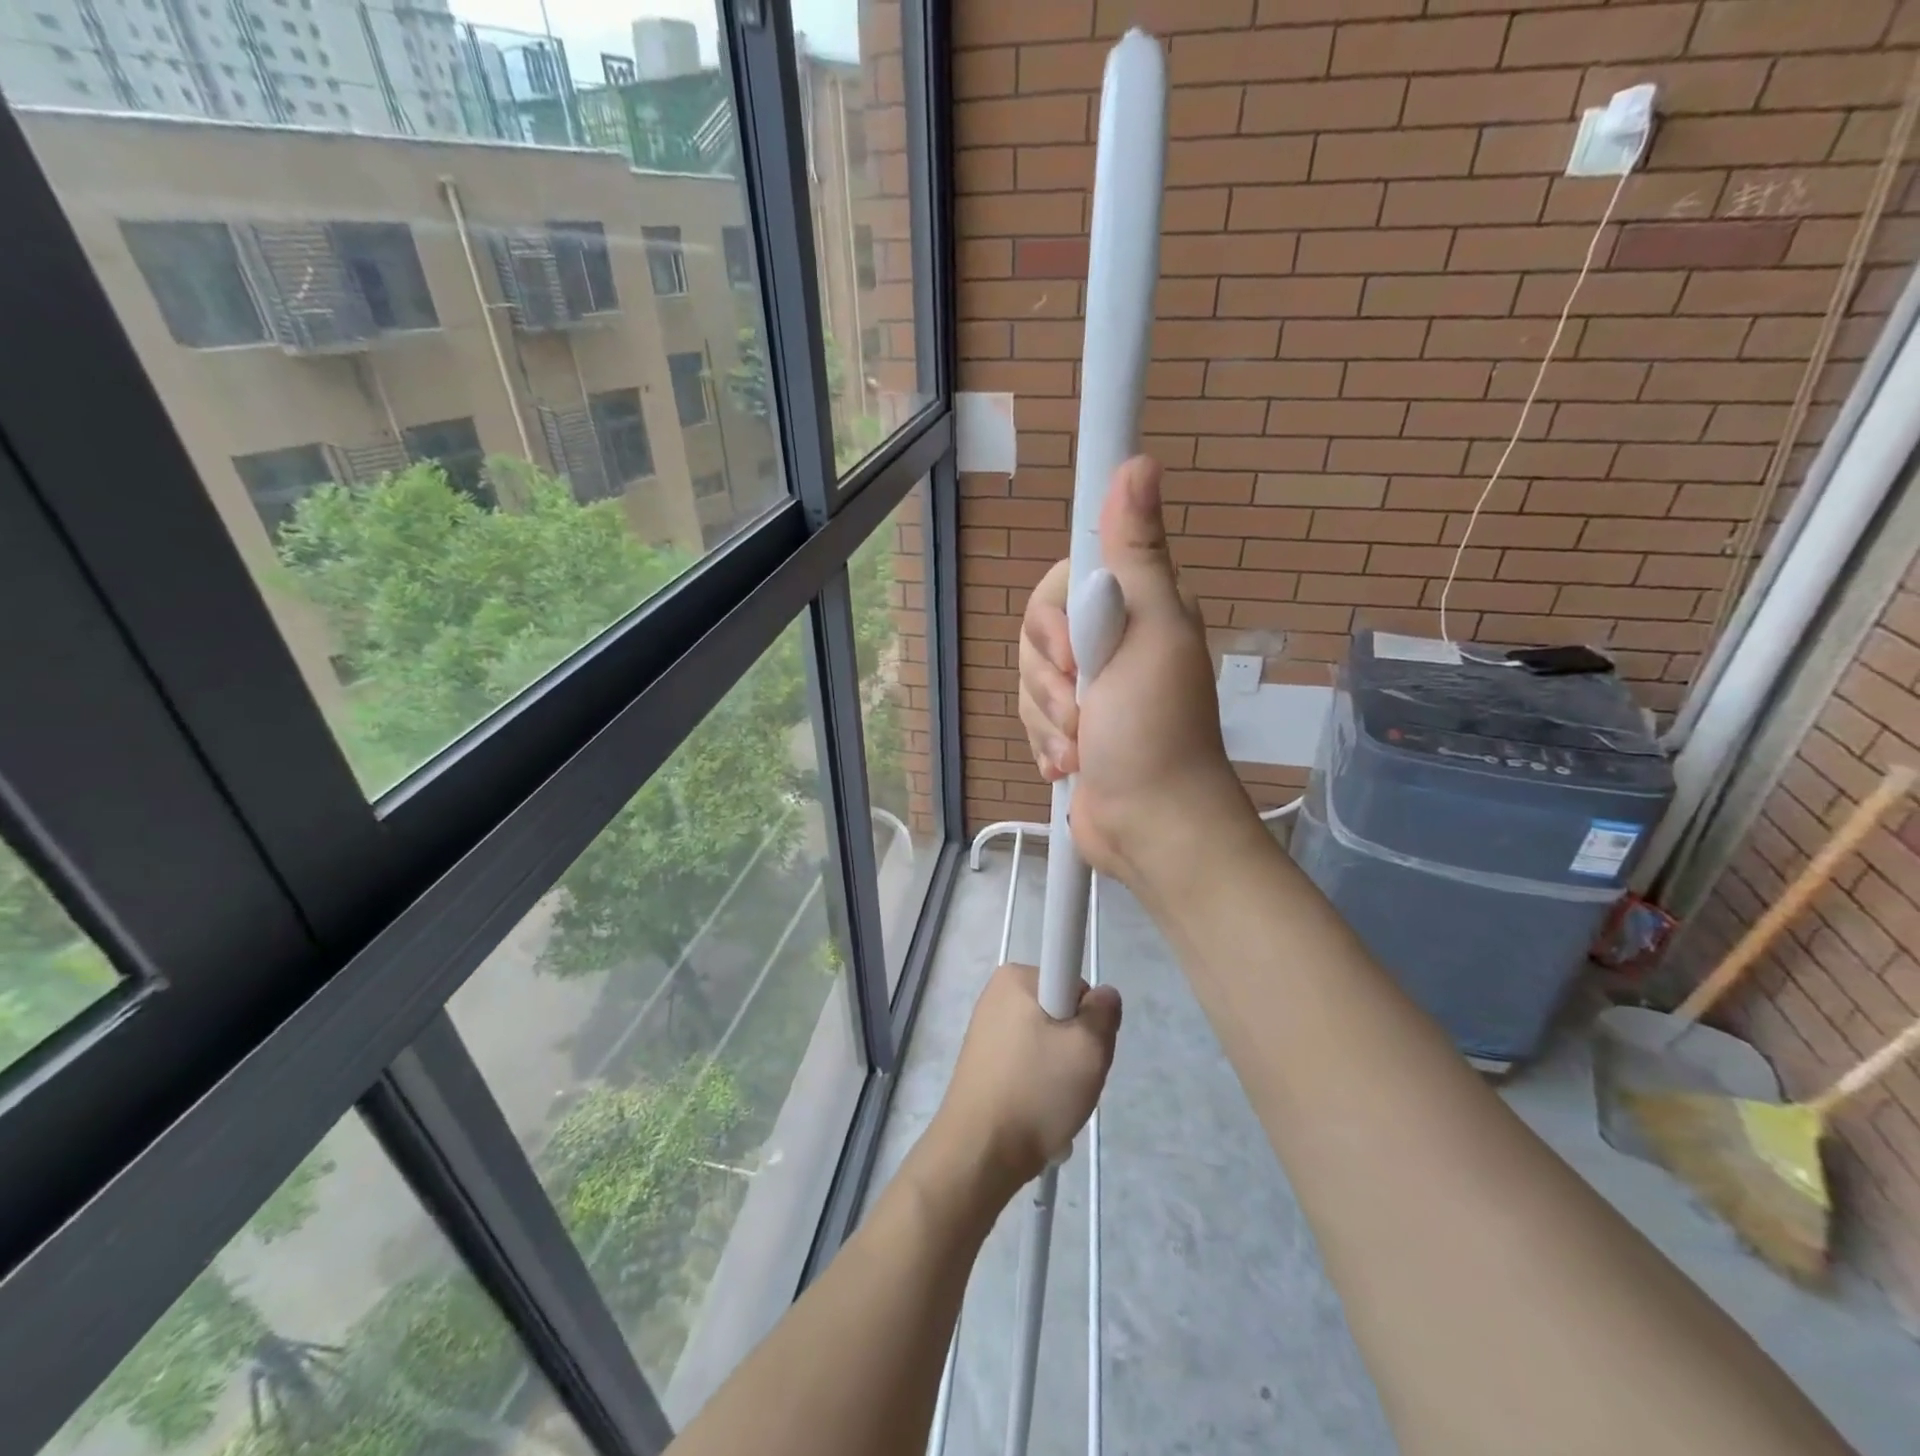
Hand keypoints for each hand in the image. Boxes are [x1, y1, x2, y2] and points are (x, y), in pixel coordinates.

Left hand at [929, 963, 1120, 1190]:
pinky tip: (1038, 1112)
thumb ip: (1105, 1012)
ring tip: (1054, 1102)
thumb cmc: (1036, 1090)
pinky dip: (1039, 1085)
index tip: (1082, 1046)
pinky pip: (1027, 1064)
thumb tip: (1103, 996)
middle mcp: (997, 995)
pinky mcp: (983, 1062)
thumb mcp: (1089, 1048)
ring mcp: (986, 1029)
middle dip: (1075, 1046)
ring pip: (1046, 1042)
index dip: (1087, 1015)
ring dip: (1059, 1071)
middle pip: (1061, 1012)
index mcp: (1015, 978)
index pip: (1073, 981)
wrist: (980, 1153)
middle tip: (1074, 1079)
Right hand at [1018, 455, 1253, 886]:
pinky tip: (1071, 763)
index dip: (1054, 618)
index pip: (1063, 579)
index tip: (1075, 654)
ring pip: (1029, 679)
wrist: (1150, 825)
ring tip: (1083, 746)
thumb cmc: (1156, 730)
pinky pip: (1030, 715)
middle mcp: (1109, 641)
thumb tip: (1137, 464)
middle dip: (1050, 680)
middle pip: (1036, 632)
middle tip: (1085, 708)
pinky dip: (1046, 742)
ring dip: (1049, 719)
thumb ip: (1137, 554)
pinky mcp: (1069, 726)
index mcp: (1133, 608)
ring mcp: (1088, 688)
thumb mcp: (1152, 633)